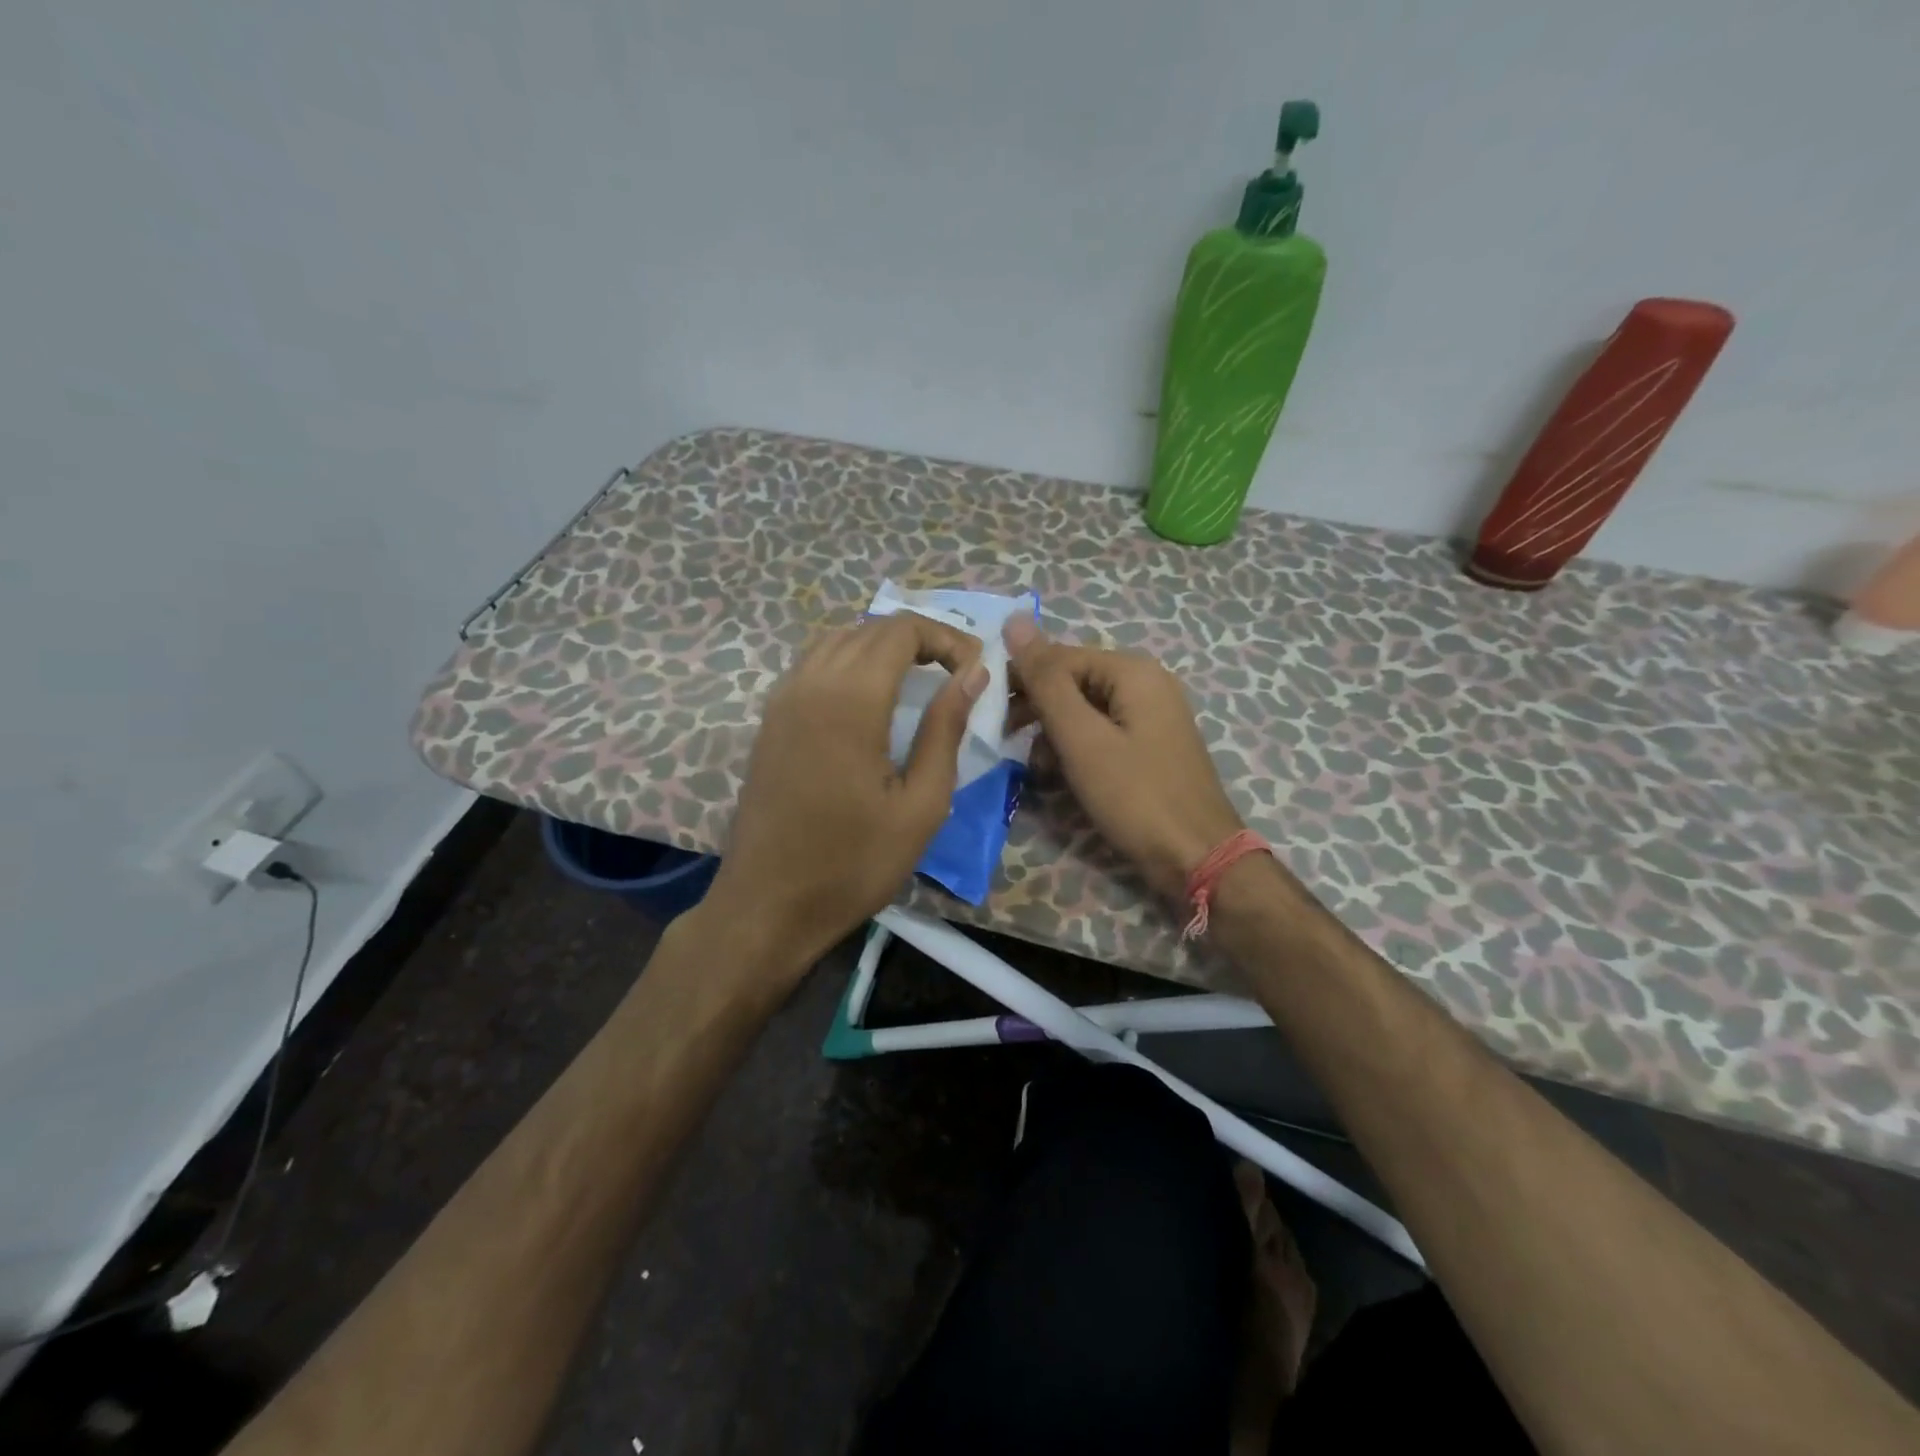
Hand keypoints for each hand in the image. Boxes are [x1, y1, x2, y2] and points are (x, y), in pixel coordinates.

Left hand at [705, 613, 986, 976]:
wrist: (767, 904)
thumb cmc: (853, 863)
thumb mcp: (921, 805)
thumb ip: (946, 729)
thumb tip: (973, 674)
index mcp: (850, 699)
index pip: (901, 629)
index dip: (946, 638)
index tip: (975, 670)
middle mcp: (810, 683)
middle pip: (870, 628)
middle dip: (920, 639)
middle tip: (957, 675)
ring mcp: (782, 698)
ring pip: (838, 640)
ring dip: (883, 647)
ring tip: (920, 680)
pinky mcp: (769, 719)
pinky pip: (814, 664)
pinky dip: (850, 662)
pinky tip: (871, 697)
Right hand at [1004, 616, 1242, 901]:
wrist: (1198, 858)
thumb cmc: (1135, 796)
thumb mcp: (1081, 738)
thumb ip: (1046, 680)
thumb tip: (1014, 619)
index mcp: (1133, 671)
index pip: (1059, 657)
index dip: (1021, 680)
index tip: (989, 714)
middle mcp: (1146, 683)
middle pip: (1073, 681)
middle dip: (1037, 710)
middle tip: (1005, 741)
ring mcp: (1152, 716)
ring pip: (1085, 710)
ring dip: (1054, 734)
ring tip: (1037, 768)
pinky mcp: (1151, 746)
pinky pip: (1103, 733)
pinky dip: (1078, 750)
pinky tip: (1061, 776)